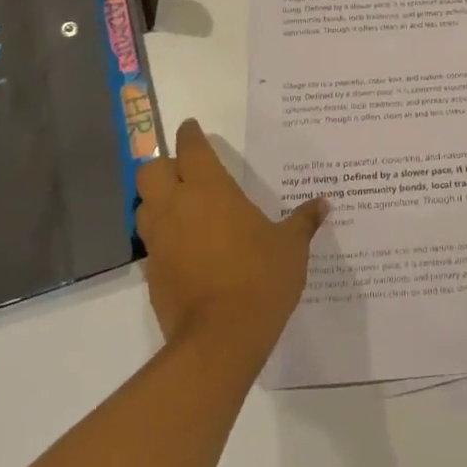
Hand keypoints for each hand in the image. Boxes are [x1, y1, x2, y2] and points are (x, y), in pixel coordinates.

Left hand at [135, 120, 326, 371]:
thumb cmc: (260, 278)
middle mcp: (177, 208)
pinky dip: (162, 235)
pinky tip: (185, 246)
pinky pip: (151, 241)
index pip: (191, 149)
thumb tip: (323, 204)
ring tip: (182, 205)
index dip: (190, 135)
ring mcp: (159, 242)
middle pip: (151, 171)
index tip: (192, 127)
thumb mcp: (291, 247)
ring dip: (157, 198)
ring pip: (143, 205)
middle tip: (186, 168)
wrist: (221, 338)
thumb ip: (303, 221)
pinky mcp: (152, 273)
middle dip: (165, 164)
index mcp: (210, 191)